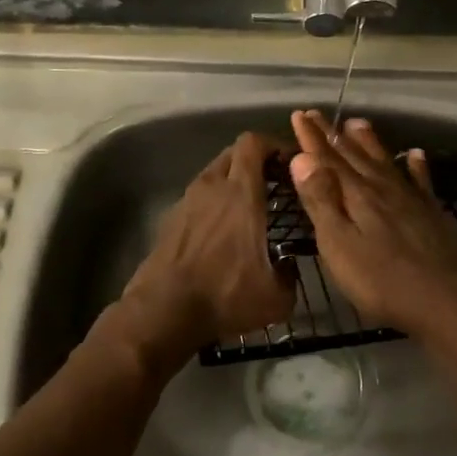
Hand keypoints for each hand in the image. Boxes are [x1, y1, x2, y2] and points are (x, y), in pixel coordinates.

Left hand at [99, 131, 295, 369]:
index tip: (292, 163)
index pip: (253, 143)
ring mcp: (187, 201)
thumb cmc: (225, 296)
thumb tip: (289, 266)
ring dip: (233, 181)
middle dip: (257, 160)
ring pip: (214, 174)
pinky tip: (223, 231)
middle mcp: (212, 187)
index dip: (274, 145)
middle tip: (276, 183)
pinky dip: (214, 202)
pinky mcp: (171, 219)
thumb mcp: (276, 297)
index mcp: (241, 193)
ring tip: (251, 208)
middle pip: (234, 152)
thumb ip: (291, 274)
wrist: (163, 312)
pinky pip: (199, 197)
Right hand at [286, 110, 456, 335]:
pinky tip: (415, 154)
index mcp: (356, 194)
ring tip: (357, 123)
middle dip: (332, 135)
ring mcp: (410, 199)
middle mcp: (383, 188)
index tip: (299, 115)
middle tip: (317, 114)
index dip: (312, 138)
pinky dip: (416, 165)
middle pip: (353, 155)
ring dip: (368, 142)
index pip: (328, 159)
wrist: (442, 301)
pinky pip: (421, 180)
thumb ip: (321, 200)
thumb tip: (302, 158)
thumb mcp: (338, 244)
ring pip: (384, 161)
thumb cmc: (380, 280)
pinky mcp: (431, 213)